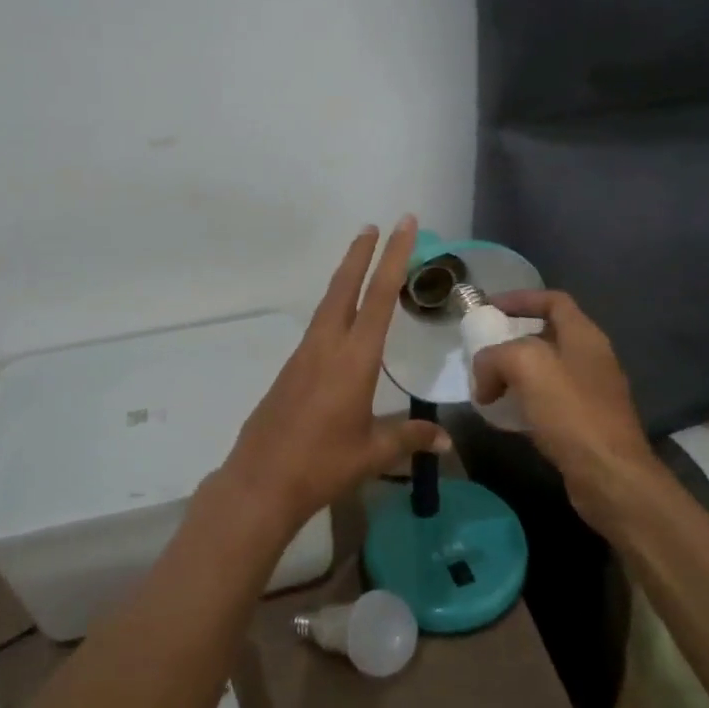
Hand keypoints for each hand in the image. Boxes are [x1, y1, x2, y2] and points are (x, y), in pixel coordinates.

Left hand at [214, 218, 450, 534]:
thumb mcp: (373, 453)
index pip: (380, 297)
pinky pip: (318, 327)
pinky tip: (341, 320)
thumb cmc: (322, 464)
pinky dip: (334, 308)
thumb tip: (447, 441)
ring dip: (346, 278)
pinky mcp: (291, 370)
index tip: (402, 225)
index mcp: (353, 359)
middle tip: (375, 226)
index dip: (393, 258)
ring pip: (328, 304)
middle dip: (361, 254)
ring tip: (360, 261)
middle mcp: (327, 347)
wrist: (261, 482)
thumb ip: (410, 438)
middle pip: (345, 288)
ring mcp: (304, 356)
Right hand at [470, 291, 655, 533]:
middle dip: (512, 340)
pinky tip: (504, 417)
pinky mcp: (585, 424)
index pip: (553, 300)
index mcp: (584, 336)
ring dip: (515, 374)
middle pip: (547, 336)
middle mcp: (592, 358)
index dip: (520, 298)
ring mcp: (591, 393)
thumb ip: (496, 357)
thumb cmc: (571, 412)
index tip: (489, 308)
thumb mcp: (526, 367)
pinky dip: (523, 403)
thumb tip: (484, 376)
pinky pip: (548, 402)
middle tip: (482, 351)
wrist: (610, 476)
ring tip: (486, 385)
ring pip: (546, 371)